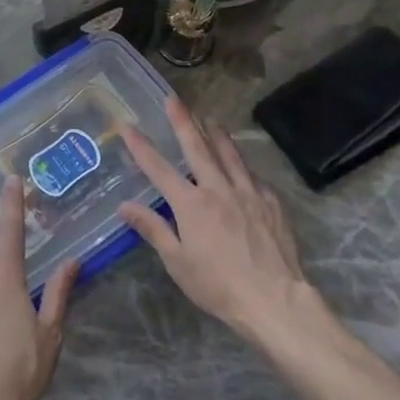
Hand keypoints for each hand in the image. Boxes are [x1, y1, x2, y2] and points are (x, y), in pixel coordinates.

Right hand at [119, 96, 312, 342]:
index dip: (140, 145)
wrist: (275, 300)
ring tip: (210, 119)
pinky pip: (253, 176)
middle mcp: (218, 189)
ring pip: (230, 154)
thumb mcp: (177, 262)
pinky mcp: (271, 202)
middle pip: (197, 148)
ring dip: (217, 134)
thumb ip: (153, 229)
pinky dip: (243, 165)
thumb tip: (124, 205)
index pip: (158, 168)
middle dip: (183, 121)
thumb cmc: (219, 286)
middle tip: (174, 99)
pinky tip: (243, 165)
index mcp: (191, 204)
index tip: (127, 124)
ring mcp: (248, 192)